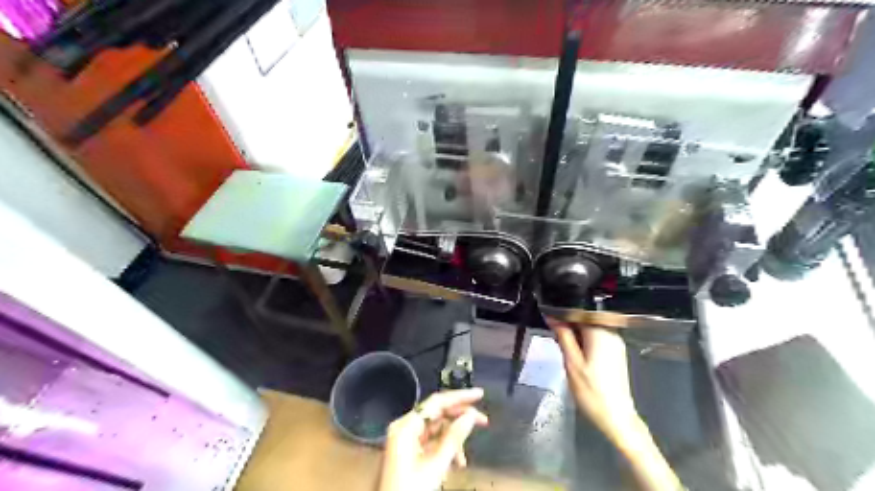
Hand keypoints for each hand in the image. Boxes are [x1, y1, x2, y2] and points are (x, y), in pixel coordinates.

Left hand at [379, 387, 489, 489]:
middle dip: (460, 419)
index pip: (436, 402)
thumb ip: (453, 438)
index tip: (479, 394)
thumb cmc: (409, 490)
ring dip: (453, 440)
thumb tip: (469, 417)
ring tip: (464, 457)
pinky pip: (431, 442)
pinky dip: (445, 449)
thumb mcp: (435, 465)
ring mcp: (406, 440)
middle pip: (437, 414)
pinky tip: (455, 463)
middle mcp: (404, 428)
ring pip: (436, 429)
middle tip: (483, 420)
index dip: (459, 397)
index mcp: (406, 426)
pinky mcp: (409, 453)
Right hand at [545, 319, 683, 490]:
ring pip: (589, 328)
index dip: (562, 311)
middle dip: (568, 324)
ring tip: (562, 345)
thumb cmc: (591, 391)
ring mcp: (615, 343)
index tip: (548, 316)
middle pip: (585, 318)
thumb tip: (552, 316)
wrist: (616, 417)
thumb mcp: (571, 362)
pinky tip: (575, 353)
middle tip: (553, 334)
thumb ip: (563, 336)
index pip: (579, 310)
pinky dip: (583, 341)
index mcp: (601, 332)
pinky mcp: (615, 353)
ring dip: (575, 333)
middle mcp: (611, 333)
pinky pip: (596, 338)